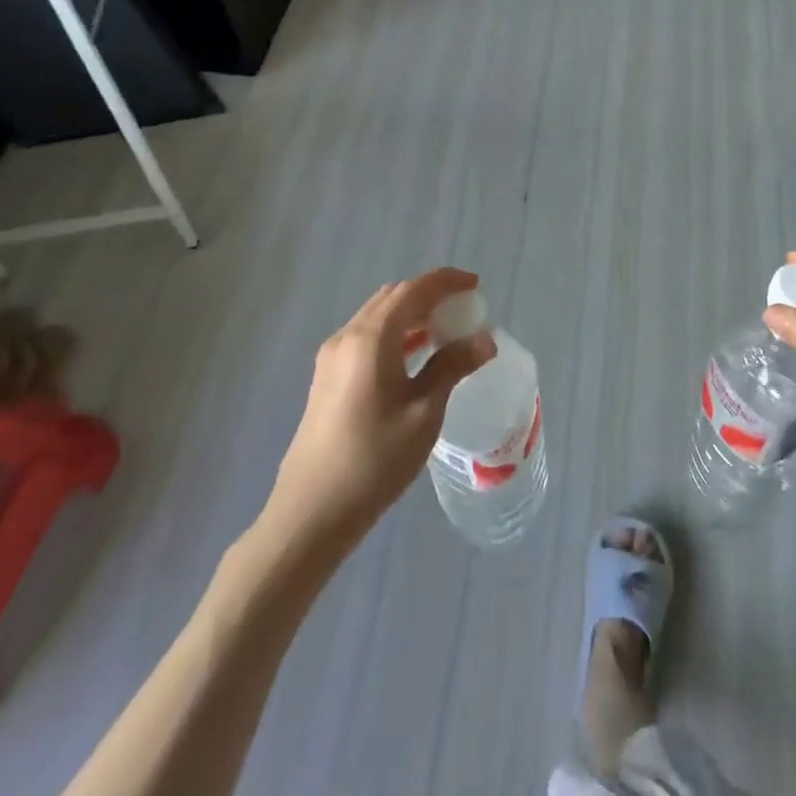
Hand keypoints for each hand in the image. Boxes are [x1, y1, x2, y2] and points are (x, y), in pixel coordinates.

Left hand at [269, 268, 495, 541]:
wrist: (311, 513)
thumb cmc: (374, 460)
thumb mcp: (423, 412)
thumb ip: (452, 367)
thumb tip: (484, 339)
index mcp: (371, 337)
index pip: (414, 290)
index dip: (447, 281)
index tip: (476, 286)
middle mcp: (348, 336)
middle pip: (393, 297)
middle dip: (430, 296)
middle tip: (463, 310)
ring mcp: (333, 357)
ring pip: (378, 317)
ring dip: (412, 315)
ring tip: (446, 332)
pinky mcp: (328, 378)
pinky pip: (367, 337)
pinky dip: (395, 334)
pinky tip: (415, 357)